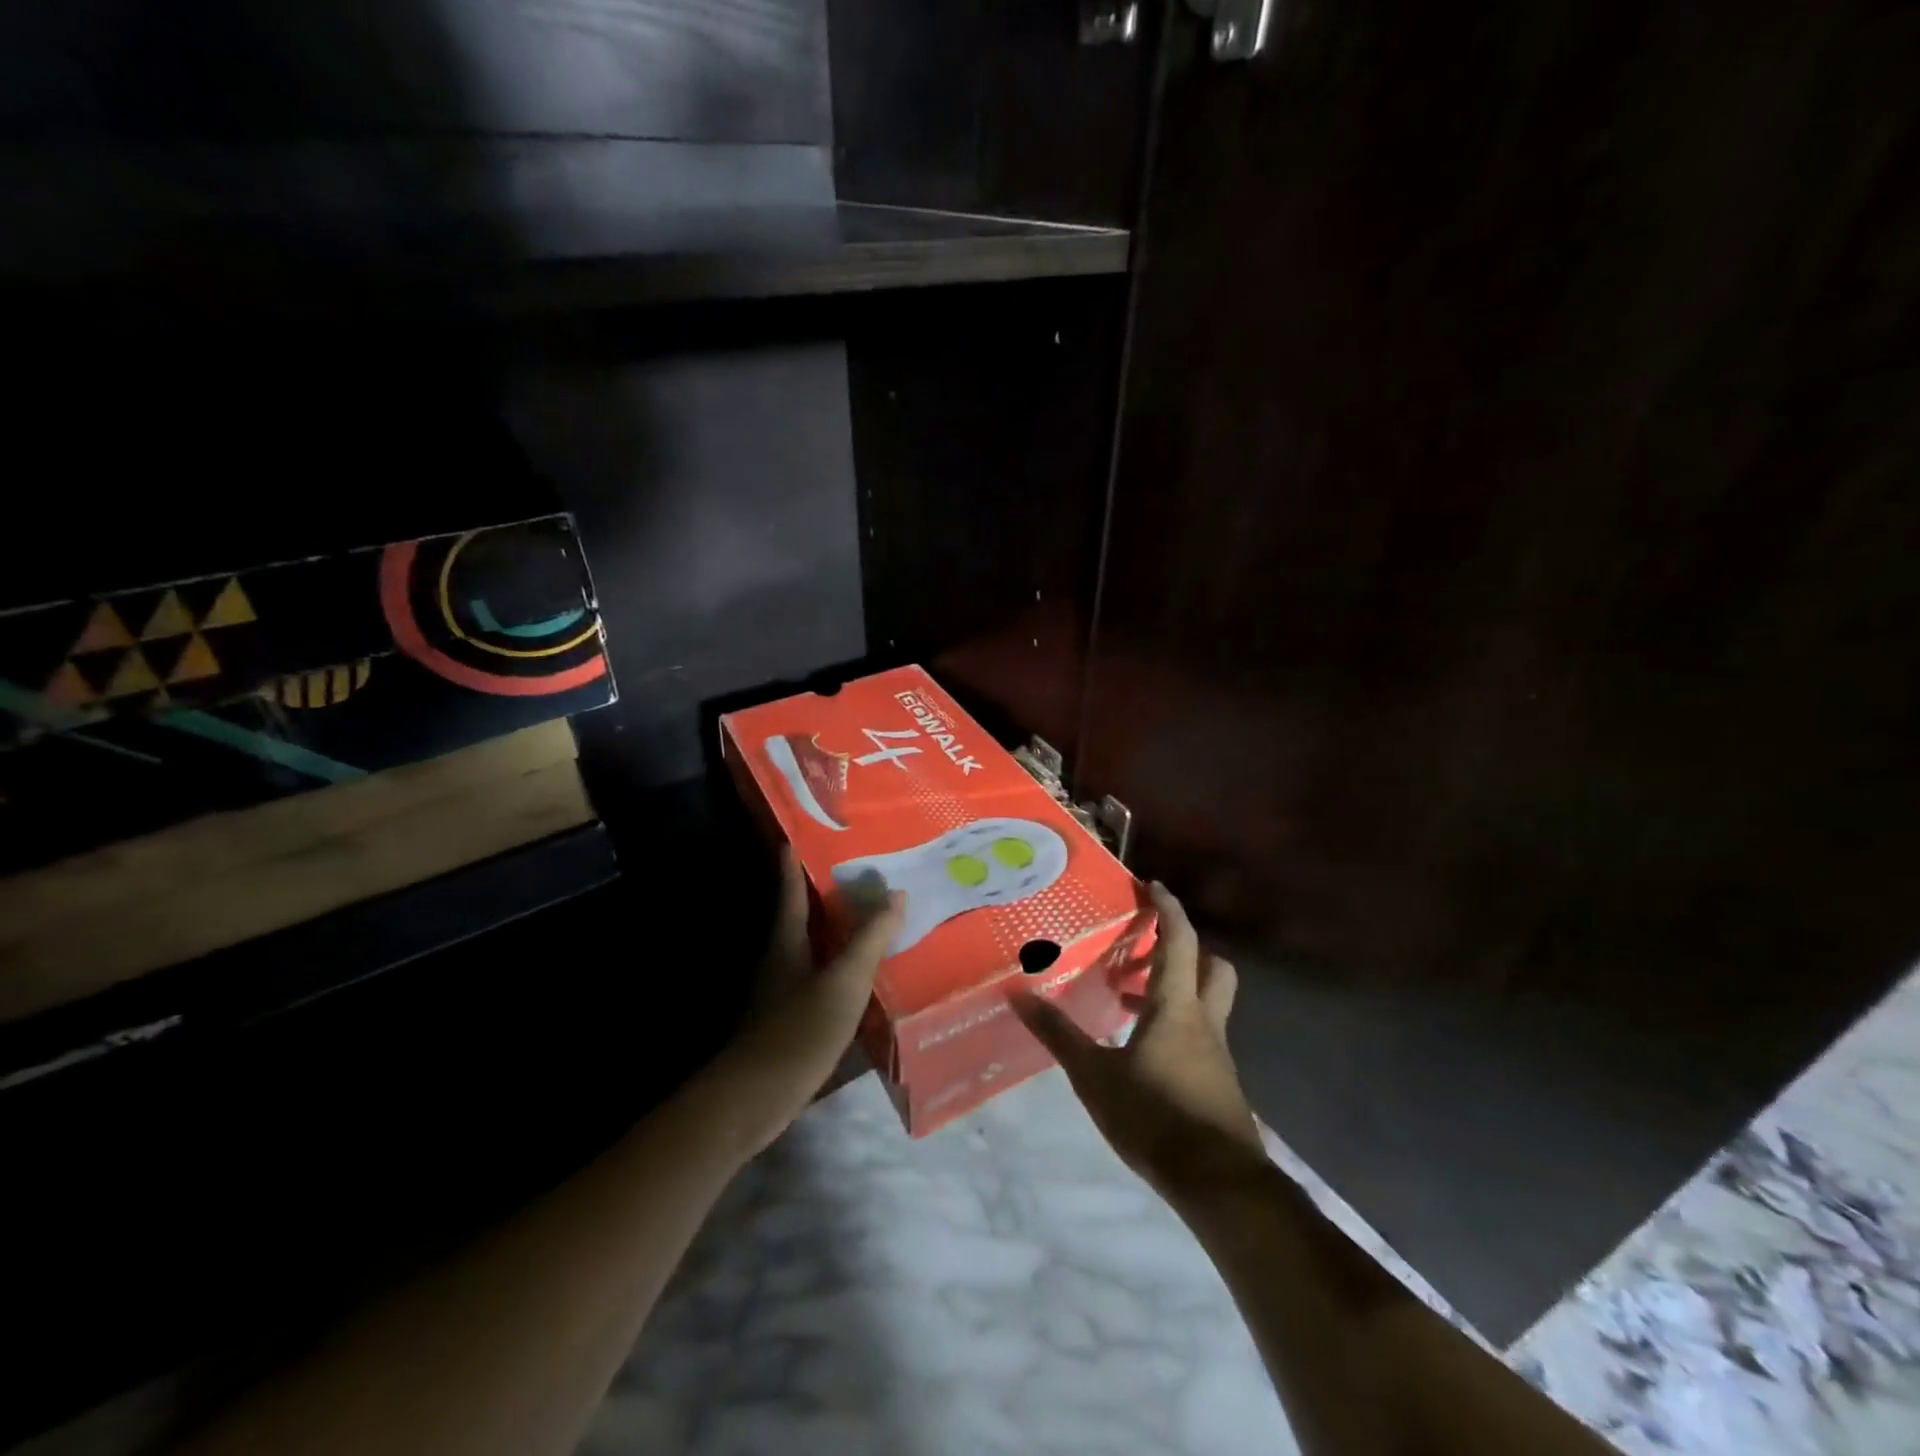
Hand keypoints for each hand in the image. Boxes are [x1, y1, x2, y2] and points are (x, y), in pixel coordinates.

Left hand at [702, 848, 902, 1157]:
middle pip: (801, 919)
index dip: (793, 867)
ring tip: (867, 921)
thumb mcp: (844, 981)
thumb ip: (870, 939)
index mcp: (787, 944)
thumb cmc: (799, 1030)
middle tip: (856, 875)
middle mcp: (780, 962)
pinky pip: (818, 980)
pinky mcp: (789, 1021)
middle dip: (823, 897)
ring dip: (834, 934)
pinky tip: (860, 978)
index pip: (792, 894)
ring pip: (811, 951)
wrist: (755, 1098)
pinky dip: (838, 968)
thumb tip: (896, 894)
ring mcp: (782, 994)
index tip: (794, 839)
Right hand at [1013, 882, 1266, 1200]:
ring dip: (1175, 989)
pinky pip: (1200, 1034)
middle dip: (1186, 948)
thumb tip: (1019, 994)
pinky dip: (1176, 1025)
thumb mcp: (1095, 1077)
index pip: (1178, 942)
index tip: (1152, 885)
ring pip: (1207, 1002)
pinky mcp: (1219, 1082)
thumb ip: (1059, 1035)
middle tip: (1147, 947)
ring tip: (1129, 1000)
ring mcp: (1217, 1053)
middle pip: (1212, 966)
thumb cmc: (1155, 1117)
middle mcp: (1203, 1021)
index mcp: (1176, 1008)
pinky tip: (1144, 1050)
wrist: (1219, 1184)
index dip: (1167, 909)